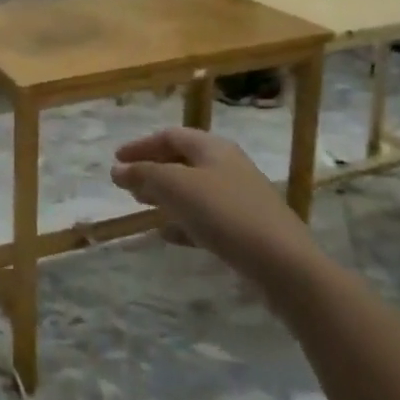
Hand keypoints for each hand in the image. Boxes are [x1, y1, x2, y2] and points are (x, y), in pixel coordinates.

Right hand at [112, 129, 318, 285]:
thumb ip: (144, 174)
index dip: (140, 145)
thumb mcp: (176, 188)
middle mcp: (228, 166)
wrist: (283, 263)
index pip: (170, 136)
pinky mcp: (247, 228)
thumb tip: (117, 169)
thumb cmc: (225, 214)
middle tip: (128, 184)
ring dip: (166, 195)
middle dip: (153, 170)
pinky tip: (169, 236)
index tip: (116, 161)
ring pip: (194, 189)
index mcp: (213, 147)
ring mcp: (241, 197)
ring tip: (143, 207)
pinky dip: (183, 221)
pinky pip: (207, 217)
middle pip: (183, 160)